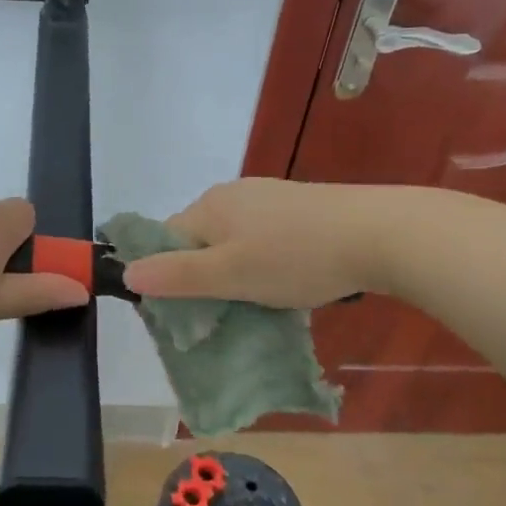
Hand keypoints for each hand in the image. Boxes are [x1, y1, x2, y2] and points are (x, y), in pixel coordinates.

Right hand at [121, 178, 374, 309]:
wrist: (379, 232)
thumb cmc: (296, 257)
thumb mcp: (231, 275)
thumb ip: (177, 275)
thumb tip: (126, 273)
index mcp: (209, 207)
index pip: (166, 241)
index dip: (169, 276)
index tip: (189, 310)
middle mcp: (232, 194)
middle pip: (199, 240)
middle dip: (206, 276)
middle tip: (227, 311)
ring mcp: (268, 196)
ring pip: (233, 240)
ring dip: (238, 271)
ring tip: (260, 300)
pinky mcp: (298, 205)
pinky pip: (263, 236)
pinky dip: (266, 260)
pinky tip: (289, 278)